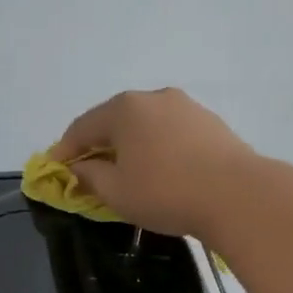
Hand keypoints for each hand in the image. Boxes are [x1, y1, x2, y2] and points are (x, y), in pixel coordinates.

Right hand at [49, 87, 258, 239]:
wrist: (238, 195)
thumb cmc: (166, 192)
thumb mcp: (116, 192)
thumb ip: (90, 177)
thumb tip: (80, 168)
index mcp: (124, 109)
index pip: (82, 127)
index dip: (65, 150)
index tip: (54, 169)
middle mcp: (153, 97)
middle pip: (114, 120)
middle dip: (98, 145)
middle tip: (88, 169)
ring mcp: (185, 106)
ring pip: (145, 125)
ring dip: (130, 145)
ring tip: (126, 171)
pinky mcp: (210, 122)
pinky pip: (170, 132)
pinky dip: (156, 147)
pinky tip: (160, 169)